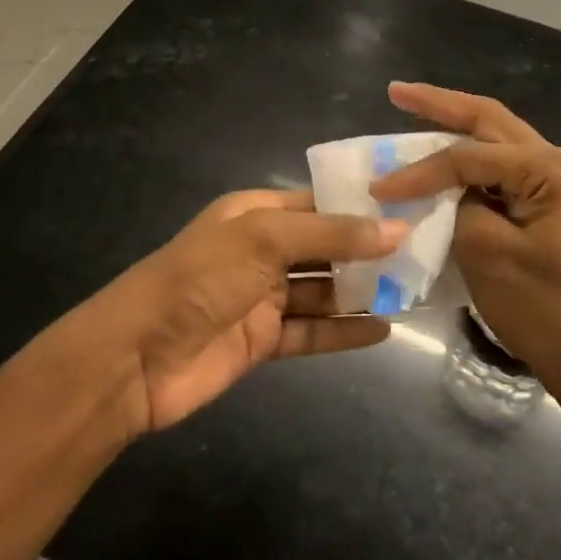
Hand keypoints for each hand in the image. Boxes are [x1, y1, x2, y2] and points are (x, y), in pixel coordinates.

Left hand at [97, 190, 401, 434]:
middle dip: (368, 250)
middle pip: (325, 247)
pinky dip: (344, 331)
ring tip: (413, 290)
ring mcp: (263, 297)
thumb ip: (331, 235)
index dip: (361, 206)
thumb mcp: (265, 240)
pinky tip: (384, 330)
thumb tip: (396, 229)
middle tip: (424, 252)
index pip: (318, 202)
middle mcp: (262, 250)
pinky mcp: (263, 341)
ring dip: (362, 291)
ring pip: (323, 290)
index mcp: (257, 213)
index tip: (410, 208)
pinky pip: (312, 332)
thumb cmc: (201, 278)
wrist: (137, 357)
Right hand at [370, 82, 560, 383]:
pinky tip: (444, 157)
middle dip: (441, 104)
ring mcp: (556, 184)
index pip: (468, 155)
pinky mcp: (548, 207)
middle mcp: (557, 162)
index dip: (419, 170)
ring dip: (455, 127)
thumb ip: (458, 205)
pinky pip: (502, 172)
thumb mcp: (486, 251)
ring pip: (496, 142)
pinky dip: (469, 163)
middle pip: (489, 121)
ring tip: (414, 110)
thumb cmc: (544, 307)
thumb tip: (444, 191)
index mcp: (549, 167)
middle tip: (397, 92)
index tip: (378, 189)